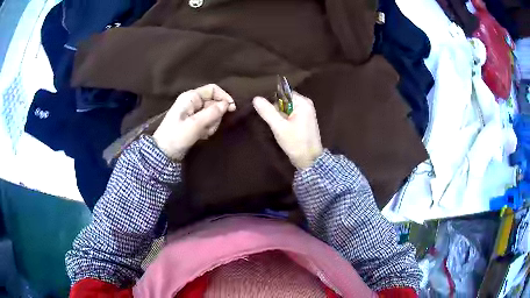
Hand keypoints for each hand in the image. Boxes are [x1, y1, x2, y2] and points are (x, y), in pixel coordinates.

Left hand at [153, 84, 235, 160]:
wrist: (164, 153)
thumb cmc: (177, 136)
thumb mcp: (195, 124)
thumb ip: (212, 113)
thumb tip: (227, 105)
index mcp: (191, 97)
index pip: (213, 89)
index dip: (224, 97)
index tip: (232, 109)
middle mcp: (193, 102)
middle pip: (214, 103)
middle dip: (216, 115)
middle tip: (209, 127)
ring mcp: (193, 113)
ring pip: (212, 114)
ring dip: (212, 124)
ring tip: (203, 133)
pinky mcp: (194, 122)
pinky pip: (208, 122)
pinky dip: (207, 129)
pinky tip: (202, 136)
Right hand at [253, 92, 322, 169]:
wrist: (310, 160)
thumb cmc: (296, 143)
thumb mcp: (279, 127)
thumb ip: (268, 112)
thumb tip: (256, 98)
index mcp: (302, 102)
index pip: (282, 93)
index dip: (272, 100)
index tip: (264, 109)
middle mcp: (306, 104)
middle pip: (284, 100)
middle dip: (276, 109)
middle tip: (272, 121)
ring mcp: (306, 112)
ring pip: (286, 108)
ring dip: (279, 115)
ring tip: (276, 125)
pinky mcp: (305, 120)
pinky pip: (290, 114)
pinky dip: (284, 119)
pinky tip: (281, 128)